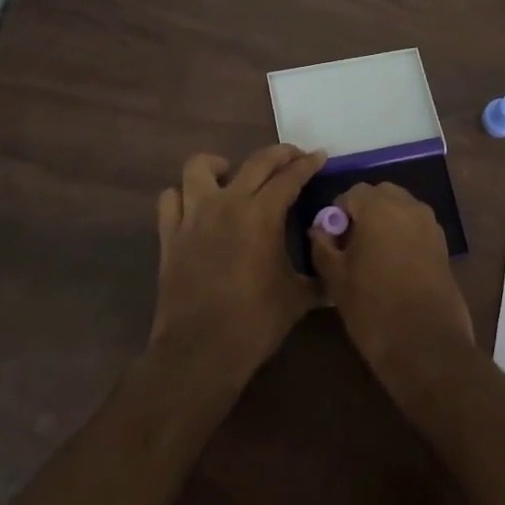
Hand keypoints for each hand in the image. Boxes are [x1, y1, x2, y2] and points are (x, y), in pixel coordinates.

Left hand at [151, 144, 328, 377]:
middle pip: (256, 162)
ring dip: (219, 165)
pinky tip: (196, 207)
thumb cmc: (255, 322)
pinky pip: (171, 199)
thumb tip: (334, 268)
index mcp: (263, 214)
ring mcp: (194, 216)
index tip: (320, 156)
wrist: (200, 350)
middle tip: (293, 157)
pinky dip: (183, 196)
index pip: (290, 176)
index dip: (308, 163)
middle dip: (279, 154)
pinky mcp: (170, 234)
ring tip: (231, 175)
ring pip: (200, 167)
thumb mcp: (298, 298)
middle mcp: (228, 203)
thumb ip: (318, 276)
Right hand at [309, 181, 473, 384]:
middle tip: (351, 246)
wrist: (426, 345)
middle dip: (364, 213)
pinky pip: (416, 228)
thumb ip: (322, 246)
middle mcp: (408, 206)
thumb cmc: (373, 307)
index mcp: (378, 207)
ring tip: (373, 258)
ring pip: (400, 210)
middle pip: (380, 195)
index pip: (351, 193)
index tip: (333, 242)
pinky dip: (403, 236)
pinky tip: (394, 268)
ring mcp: (430, 225)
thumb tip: (320, 229)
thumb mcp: (335, 278)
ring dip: (385, 223)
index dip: (337, 214)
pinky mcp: (443, 245)